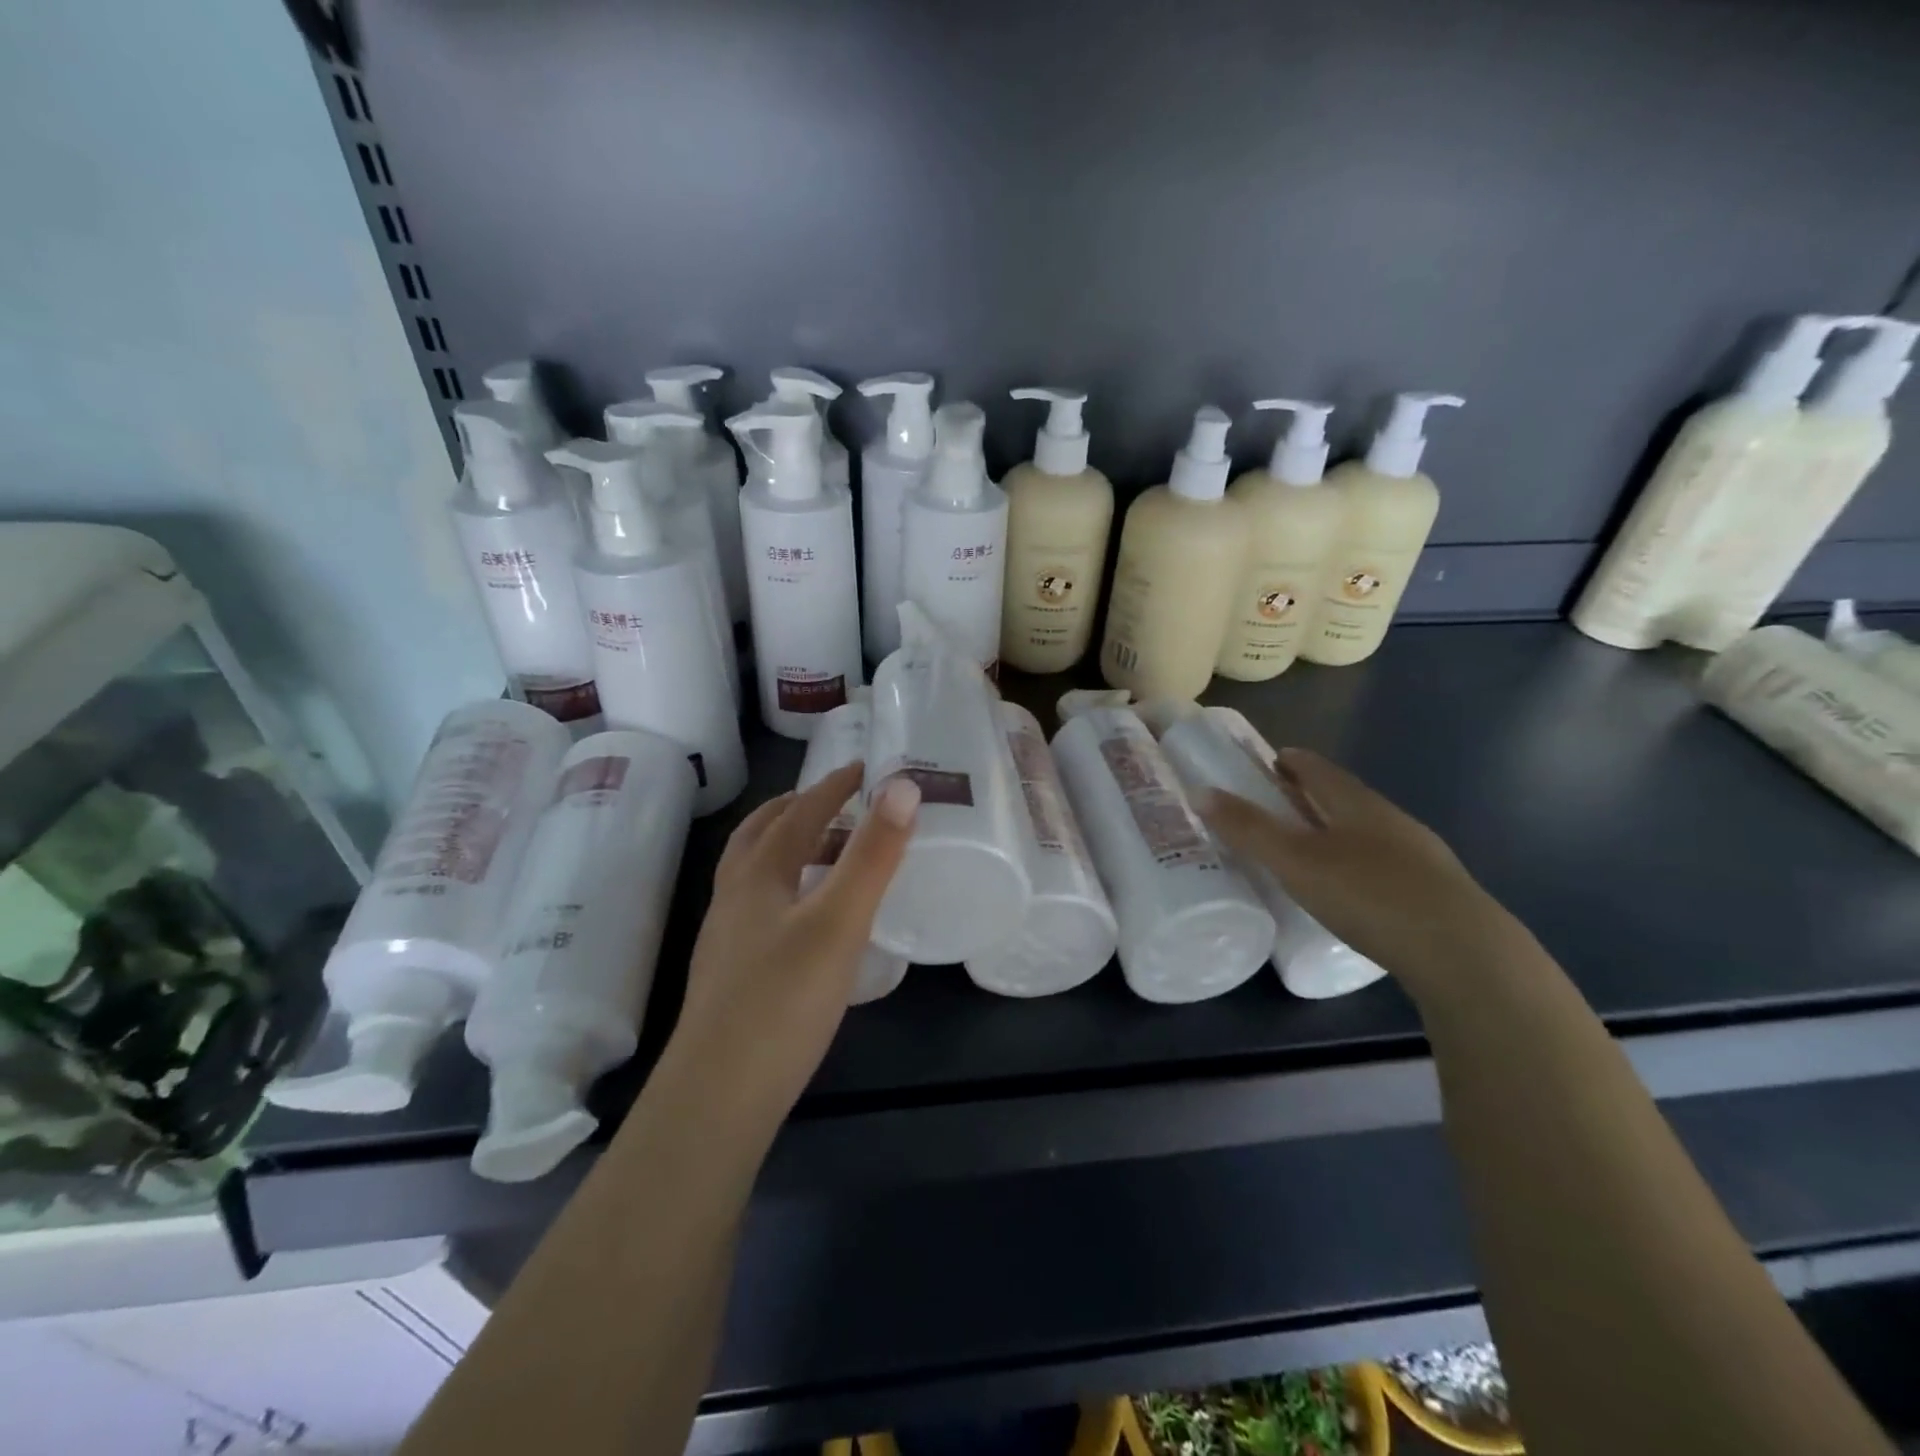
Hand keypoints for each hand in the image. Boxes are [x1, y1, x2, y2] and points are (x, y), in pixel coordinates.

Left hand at [668, 764, 918, 1122]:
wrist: (718, 1096)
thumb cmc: (783, 1000)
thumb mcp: (839, 922)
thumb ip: (872, 855)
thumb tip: (902, 785)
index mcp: (758, 872)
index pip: (799, 811)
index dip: (833, 786)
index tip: (865, 769)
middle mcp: (735, 894)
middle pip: (763, 834)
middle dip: (800, 808)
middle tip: (841, 802)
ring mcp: (727, 934)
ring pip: (756, 871)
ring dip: (791, 847)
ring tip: (832, 855)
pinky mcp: (731, 971)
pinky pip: (760, 905)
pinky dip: (787, 887)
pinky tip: (810, 919)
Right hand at [1197, 748, 1517, 996]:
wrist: (1463, 954)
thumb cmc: (1369, 894)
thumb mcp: (1295, 862)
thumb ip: (1248, 828)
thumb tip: (1200, 792)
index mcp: (1356, 803)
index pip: (1319, 769)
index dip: (1292, 761)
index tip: (1272, 760)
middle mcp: (1390, 820)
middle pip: (1344, 796)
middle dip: (1311, 794)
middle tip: (1280, 800)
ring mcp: (1419, 856)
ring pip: (1367, 830)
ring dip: (1336, 829)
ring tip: (1311, 844)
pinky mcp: (1435, 893)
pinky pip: (1385, 862)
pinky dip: (1359, 861)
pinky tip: (1353, 886)